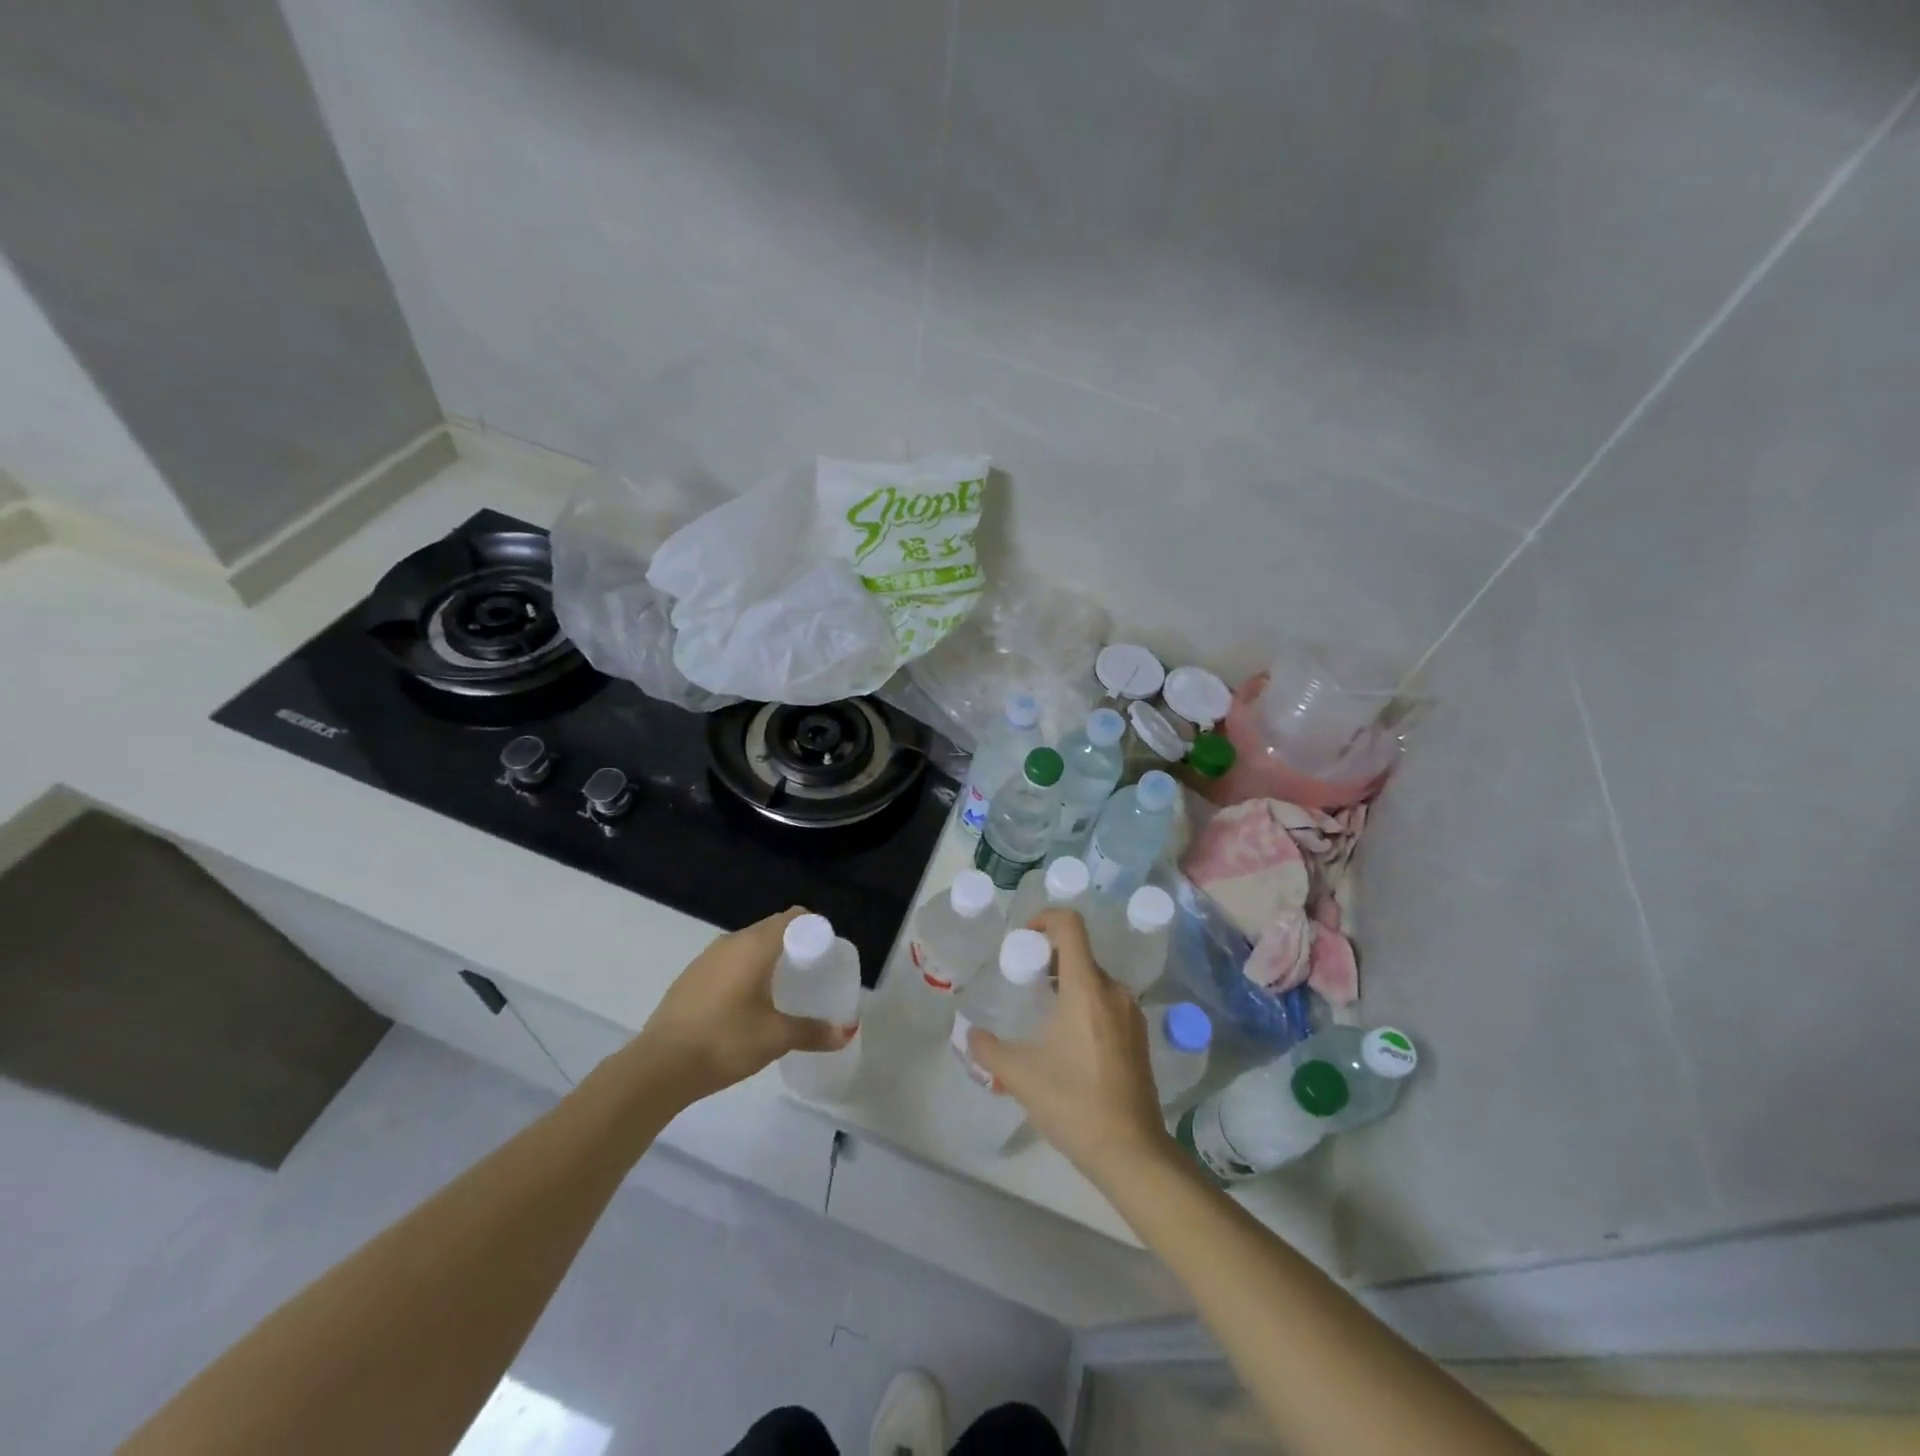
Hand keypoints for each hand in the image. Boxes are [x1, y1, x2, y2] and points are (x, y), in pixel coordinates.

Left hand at [634, 908, 850, 1103]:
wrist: (658, 1067)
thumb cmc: (725, 1041)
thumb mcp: (776, 1038)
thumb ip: (813, 1032)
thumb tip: (846, 1032)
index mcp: (756, 945)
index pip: (794, 918)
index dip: (814, 930)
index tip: (826, 955)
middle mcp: (731, 941)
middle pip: (772, 929)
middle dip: (794, 946)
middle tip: (811, 975)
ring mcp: (706, 958)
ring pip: (748, 946)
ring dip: (767, 960)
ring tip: (781, 991)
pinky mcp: (690, 977)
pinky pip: (728, 963)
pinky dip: (745, 972)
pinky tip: (747, 1005)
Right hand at [968, 908, 1176, 1187]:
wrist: (1131, 1151)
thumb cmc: (1073, 1102)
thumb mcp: (1019, 1074)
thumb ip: (988, 1048)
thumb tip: (969, 1034)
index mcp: (1086, 987)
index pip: (1070, 926)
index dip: (1045, 918)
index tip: (1024, 939)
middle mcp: (1113, 990)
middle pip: (1080, 953)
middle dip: (1049, 958)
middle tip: (1024, 983)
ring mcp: (1131, 1014)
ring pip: (1095, 980)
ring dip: (1067, 984)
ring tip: (1044, 1014)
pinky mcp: (1140, 1037)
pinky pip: (1108, 1003)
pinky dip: (1086, 1005)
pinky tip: (1069, 1042)